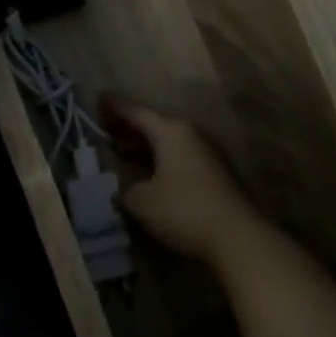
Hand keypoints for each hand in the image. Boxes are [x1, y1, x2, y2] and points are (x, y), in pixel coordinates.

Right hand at [103, 98, 267, 268]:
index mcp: (171, 131)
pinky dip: (159, 159)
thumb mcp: (142, 201)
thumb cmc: (184, 210)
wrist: (238, 237)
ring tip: (120, 149)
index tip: (97, 99)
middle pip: (154, 125)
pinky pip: (179, 158)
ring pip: (168, 143)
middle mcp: (191, 135)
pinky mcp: (215, 175)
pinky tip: (147, 173)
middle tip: (104, 127)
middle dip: (128, 126)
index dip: (115, 107)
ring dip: (144, 145)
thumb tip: (123, 190)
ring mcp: (207, 154)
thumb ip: (125, 191)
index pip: (136, 112)